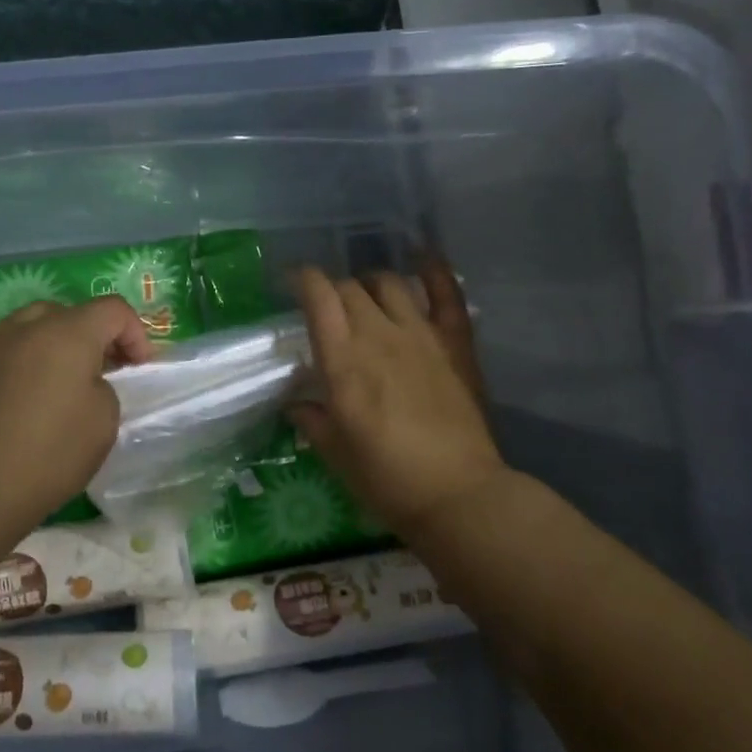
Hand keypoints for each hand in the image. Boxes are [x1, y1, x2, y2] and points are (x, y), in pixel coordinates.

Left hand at [0, 296, 150, 538]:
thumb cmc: (51, 453)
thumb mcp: (104, 421)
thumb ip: (104, 385)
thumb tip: (85, 380)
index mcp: (68, 332)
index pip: (113, 309)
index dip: (135, 333)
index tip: (139, 368)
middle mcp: (28, 326)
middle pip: (72, 313)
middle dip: (95, 335)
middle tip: (105, 371)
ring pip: (34, 323)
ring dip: (57, 340)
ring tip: (62, 376)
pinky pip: (7, 344)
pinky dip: (25, 354)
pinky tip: (25, 387)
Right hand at [287, 258, 507, 538]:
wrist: (458, 495)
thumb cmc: (386, 480)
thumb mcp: (335, 453)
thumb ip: (312, 419)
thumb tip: (296, 402)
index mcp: (343, 362)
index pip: (319, 297)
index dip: (303, 281)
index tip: (293, 284)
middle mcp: (378, 336)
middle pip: (349, 288)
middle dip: (332, 290)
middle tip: (327, 309)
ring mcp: (421, 335)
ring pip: (389, 283)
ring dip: (370, 283)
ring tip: (366, 295)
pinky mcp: (455, 342)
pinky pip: (446, 292)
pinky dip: (434, 269)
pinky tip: (422, 256)